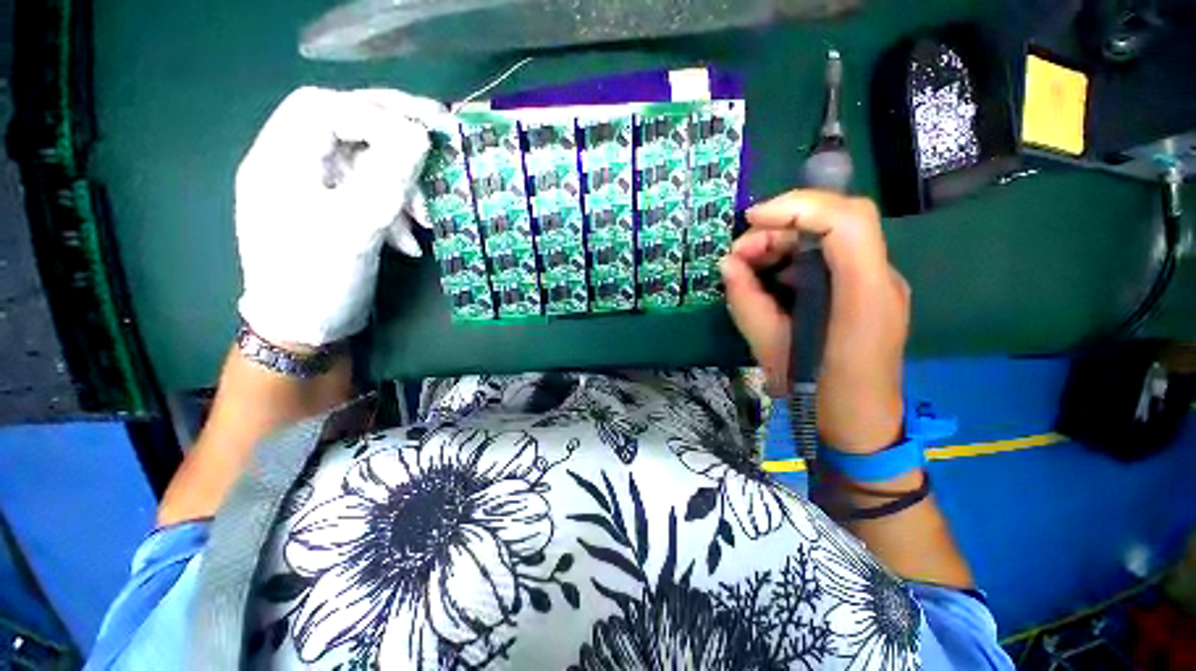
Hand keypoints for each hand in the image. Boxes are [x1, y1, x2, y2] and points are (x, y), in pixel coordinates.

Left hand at [235, 87, 447, 347]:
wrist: (305, 329)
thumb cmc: (318, 279)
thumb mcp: (355, 227)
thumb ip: (387, 177)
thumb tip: (419, 135)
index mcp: (281, 159)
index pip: (325, 107)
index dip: (376, 113)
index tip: (424, 135)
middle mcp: (294, 165)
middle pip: (346, 127)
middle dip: (397, 135)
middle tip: (442, 140)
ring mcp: (316, 190)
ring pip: (366, 163)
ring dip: (403, 185)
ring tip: (427, 218)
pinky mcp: (336, 212)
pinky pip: (372, 194)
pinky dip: (397, 211)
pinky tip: (412, 240)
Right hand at [721, 191, 909, 452]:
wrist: (859, 425)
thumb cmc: (817, 391)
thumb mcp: (770, 346)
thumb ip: (746, 299)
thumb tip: (727, 264)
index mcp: (863, 293)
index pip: (845, 220)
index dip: (797, 207)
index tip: (751, 220)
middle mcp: (879, 278)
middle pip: (835, 222)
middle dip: (779, 229)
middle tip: (739, 256)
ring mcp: (877, 283)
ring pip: (831, 237)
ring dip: (784, 244)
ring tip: (749, 268)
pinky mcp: (865, 291)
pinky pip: (830, 258)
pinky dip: (795, 260)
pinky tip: (772, 281)